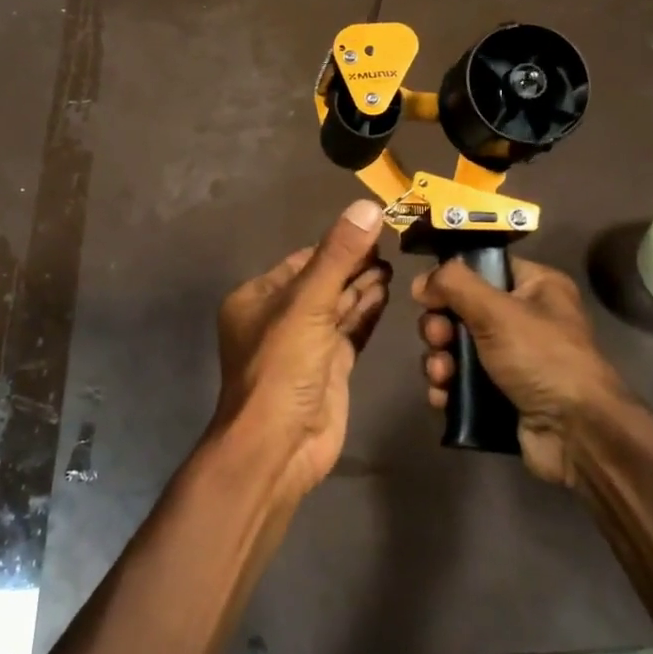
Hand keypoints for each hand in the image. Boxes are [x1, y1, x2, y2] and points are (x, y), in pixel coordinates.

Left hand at [212, 200, 391, 497]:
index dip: (337, 244)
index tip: (373, 226)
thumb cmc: (282, 368)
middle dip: (354, 264)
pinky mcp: (328, 368)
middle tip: (391, 243)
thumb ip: (339, 256)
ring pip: (338, 306)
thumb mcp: (308, 304)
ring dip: (363, 286)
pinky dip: (367, 312)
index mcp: (258, 298)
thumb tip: (368, 206)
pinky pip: (350, 332)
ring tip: (394, 265)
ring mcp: (305, 345)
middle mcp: (279, 318)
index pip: (302, 260)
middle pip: (323, 281)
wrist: (278, 447)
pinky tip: (386, 293)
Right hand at [413, 257, 630, 488]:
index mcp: (536, 288)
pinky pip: (462, 381)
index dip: (452, 279)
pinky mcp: (502, 394)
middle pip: (462, 310)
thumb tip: (421, 281)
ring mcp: (513, 359)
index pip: (484, 268)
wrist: (575, 434)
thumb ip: (454, 285)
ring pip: (457, 348)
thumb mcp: (497, 311)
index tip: (427, 295)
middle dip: (440, 328)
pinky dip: (448, 387)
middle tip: (438, 340)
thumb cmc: (541, 358)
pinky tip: (443, 397)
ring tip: (441, 376)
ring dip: (439, 360)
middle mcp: (526, 319)